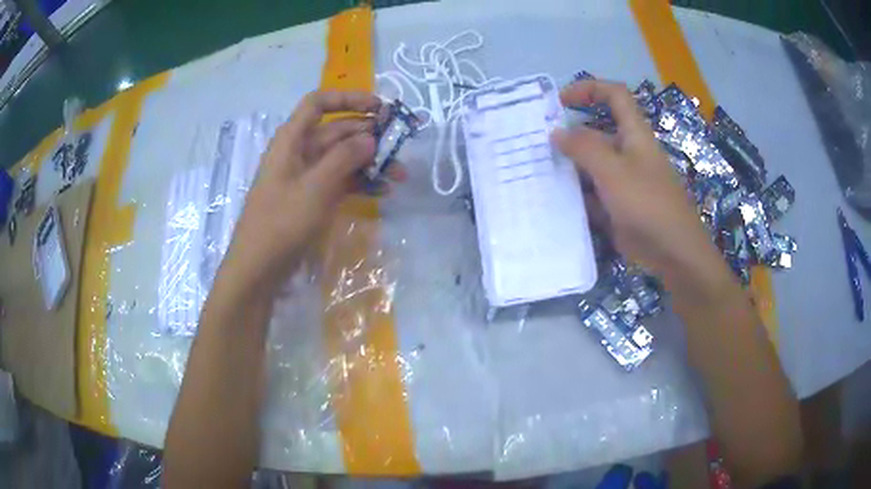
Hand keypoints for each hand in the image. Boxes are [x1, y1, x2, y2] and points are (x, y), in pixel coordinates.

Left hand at [221, 91, 402, 291]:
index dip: (348, 99)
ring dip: (370, 162)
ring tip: (399, 175)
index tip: (378, 108)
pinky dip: (360, 183)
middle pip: (337, 131)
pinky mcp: (312, 198)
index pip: (318, 103)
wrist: (259, 268)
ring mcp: (306, 177)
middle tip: (400, 145)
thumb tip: (371, 138)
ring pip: (342, 158)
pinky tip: (382, 191)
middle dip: (369, 136)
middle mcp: (299, 152)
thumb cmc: (281, 223)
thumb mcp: (315, 187)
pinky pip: (340, 181)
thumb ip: (344, 158)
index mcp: (291, 140)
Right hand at [551, 80, 725, 284]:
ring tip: (537, 173)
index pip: (614, 95)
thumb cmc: (647, 203)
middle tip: (537, 145)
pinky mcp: (618, 206)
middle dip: (569, 135)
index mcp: (634, 134)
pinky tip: (554, 201)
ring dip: (569, 167)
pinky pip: (592, 194)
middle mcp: (628, 153)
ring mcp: (622, 181)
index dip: (589, 89)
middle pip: (596, 132)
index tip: (560, 101)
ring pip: (591, 166)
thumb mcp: (613, 170)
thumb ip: (583, 148)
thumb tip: (557, 132)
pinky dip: (576, 195)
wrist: (673, 253)